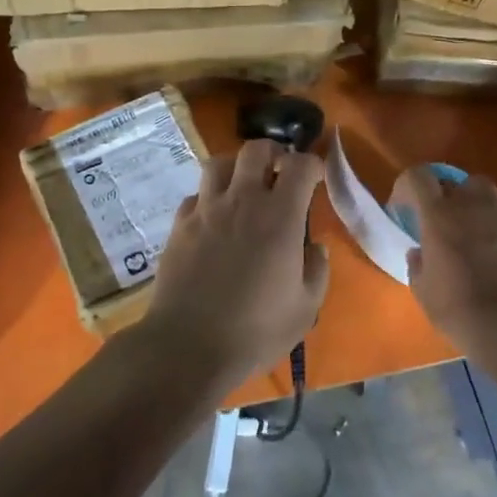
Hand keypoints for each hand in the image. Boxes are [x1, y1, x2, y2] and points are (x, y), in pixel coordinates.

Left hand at [144, 139, 328, 393]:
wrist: (188, 345)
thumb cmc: (255, 330)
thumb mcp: (305, 308)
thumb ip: (316, 270)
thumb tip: (315, 247)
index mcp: (280, 216)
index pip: (300, 166)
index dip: (312, 164)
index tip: (316, 177)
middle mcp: (242, 201)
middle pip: (256, 150)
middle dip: (273, 153)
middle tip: (279, 171)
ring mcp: (206, 210)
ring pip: (219, 163)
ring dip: (236, 168)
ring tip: (243, 186)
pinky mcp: (180, 225)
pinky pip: (195, 195)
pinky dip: (208, 198)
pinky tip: (214, 218)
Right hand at [401, 168, 496, 356]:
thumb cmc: (459, 311)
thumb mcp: (423, 292)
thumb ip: (417, 265)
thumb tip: (419, 253)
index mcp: (437, 215)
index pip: (418, 177)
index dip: (408, 186)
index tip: (405, 206)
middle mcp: (470, 204)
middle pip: (455, 182)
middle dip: (447, 197)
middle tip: (445, 222)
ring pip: (488, 190)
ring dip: (479, 203)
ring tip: (479, 227)